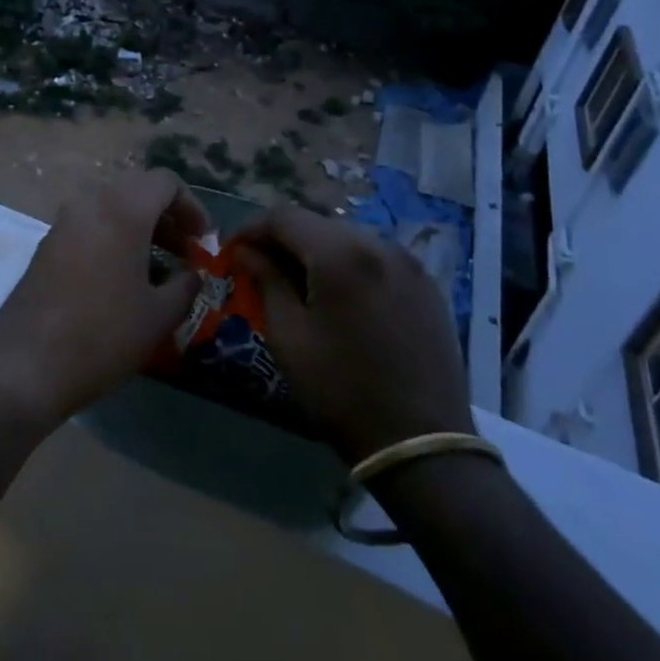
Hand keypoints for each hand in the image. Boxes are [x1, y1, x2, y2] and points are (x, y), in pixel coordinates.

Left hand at [0, 171, 208, 430]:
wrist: (26, 364)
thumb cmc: (103, 334)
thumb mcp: (159, 315)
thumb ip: (186, 286)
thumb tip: (193, 274)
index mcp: (122, 209)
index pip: (165, 182)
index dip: (192, 207)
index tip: (204, 241)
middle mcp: (89, 204)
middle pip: (137, 191)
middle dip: (167, 217)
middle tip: (186, 253)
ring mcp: (63, 223)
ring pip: (111, 209)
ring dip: (140, 230)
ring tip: (160, 271)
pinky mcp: (47, 245)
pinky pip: (90, 227)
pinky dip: (113, 240)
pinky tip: (123, 281)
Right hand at [235, 205, 473, 463]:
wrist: (421, 443)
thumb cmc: (341, 390)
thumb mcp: (288, 336)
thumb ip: (266, 281)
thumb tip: (246, 252)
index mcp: (341, 254)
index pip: (283, 217)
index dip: (251, 229)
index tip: (232, 253)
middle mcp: (379, 244)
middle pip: (317, 224)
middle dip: (283, 240)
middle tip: (260, 269)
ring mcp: (409, 264)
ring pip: (347, 238)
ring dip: (316, 251)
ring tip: (298, 284)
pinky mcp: (427, 285)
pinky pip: (376, 258)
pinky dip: (349, 265)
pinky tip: (339, 297)